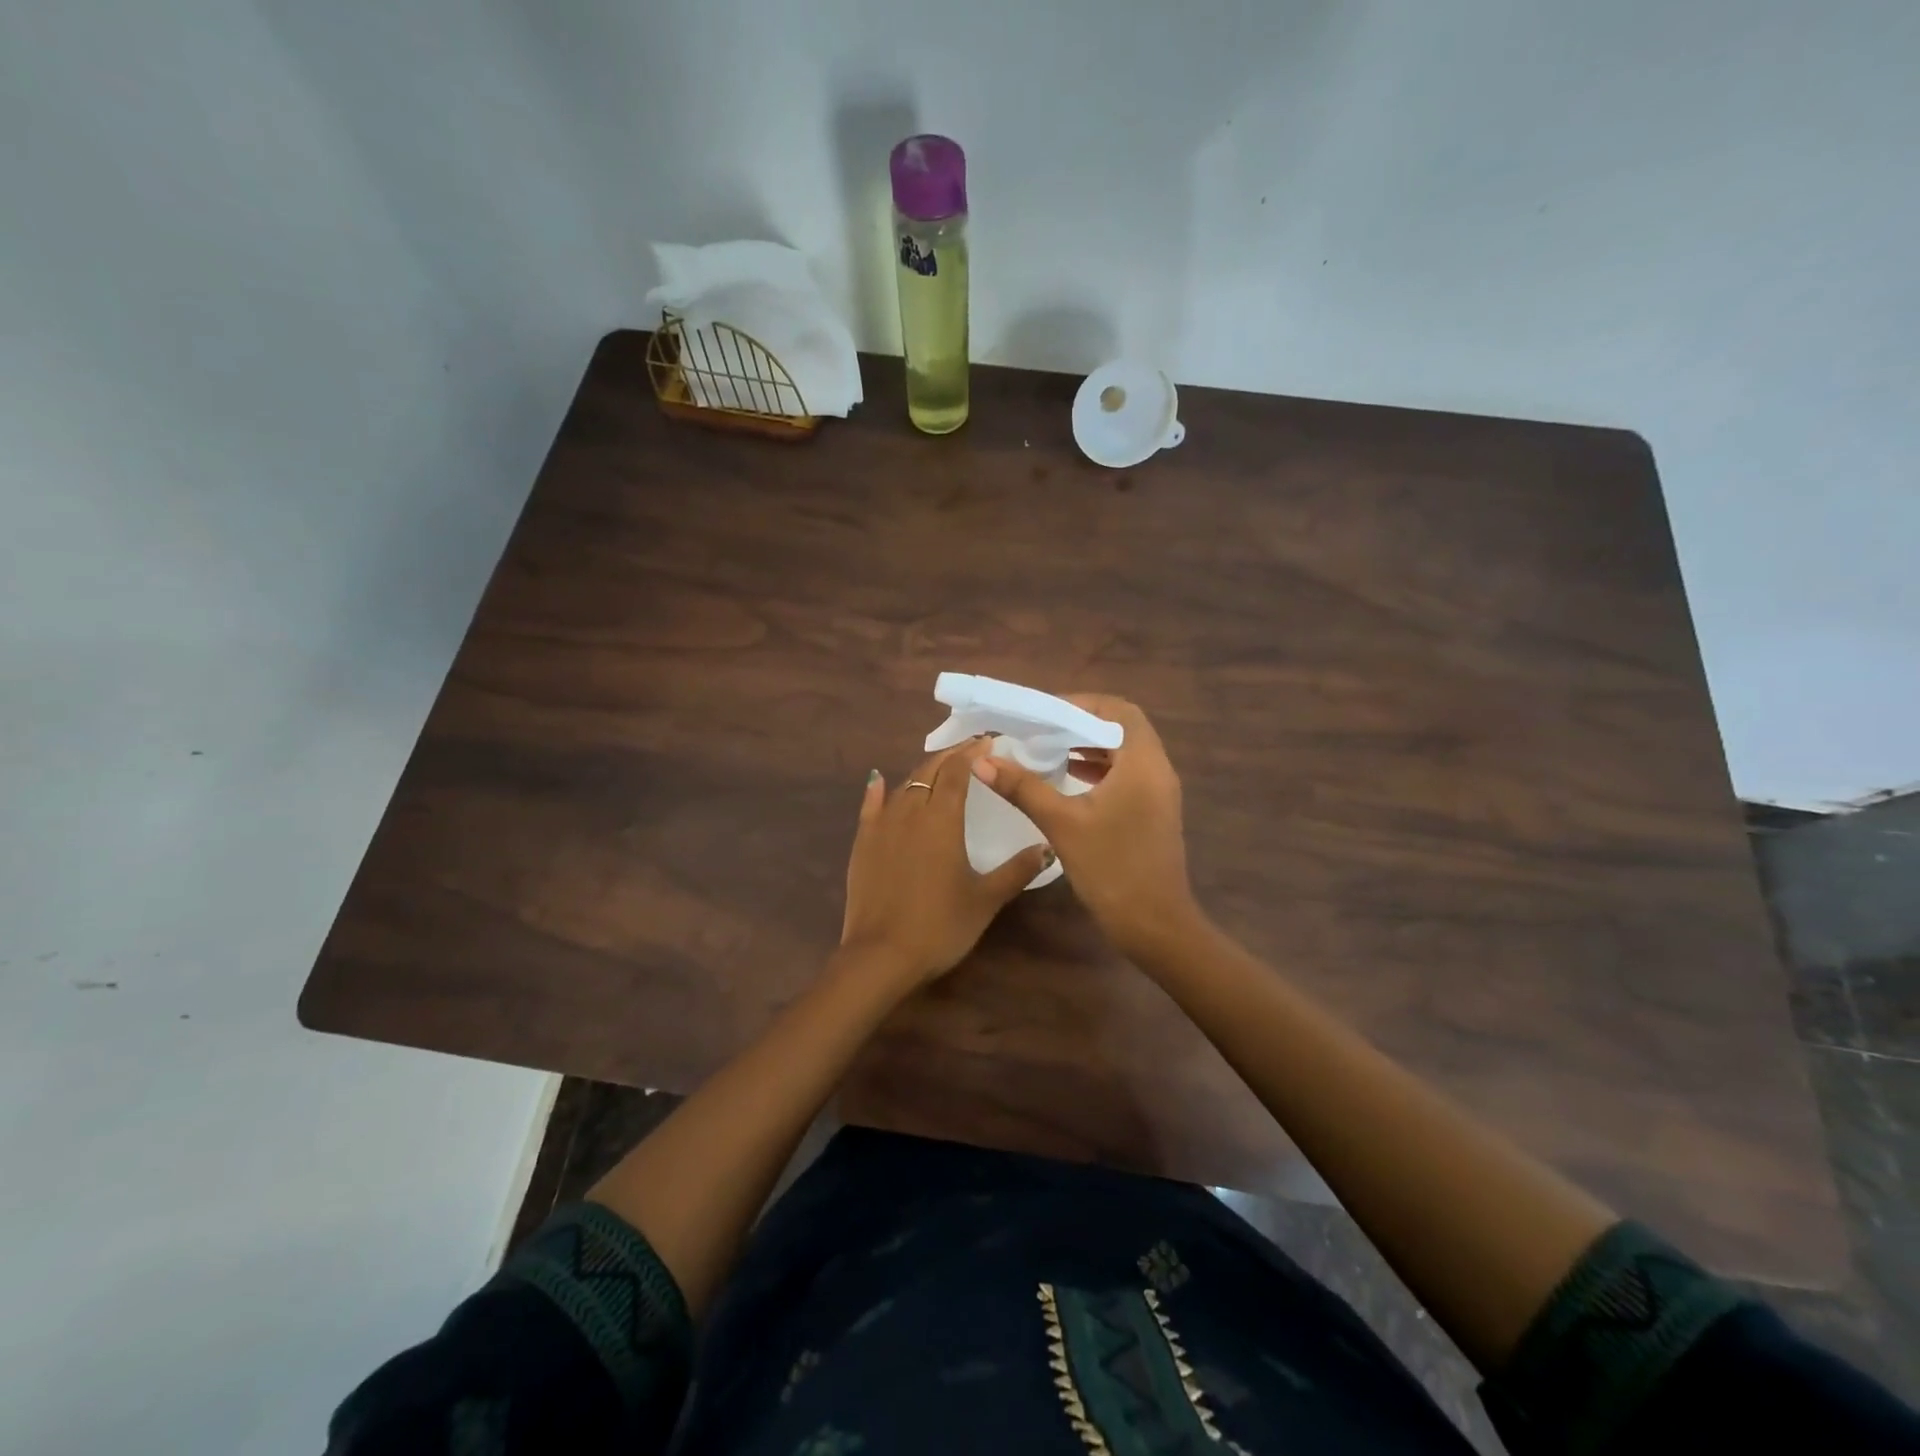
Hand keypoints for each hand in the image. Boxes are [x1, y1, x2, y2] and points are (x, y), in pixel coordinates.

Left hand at [840, 739, 1052, 988]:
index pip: (958, 770)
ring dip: (923, 772)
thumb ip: (1016, 870)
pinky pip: (870, 805)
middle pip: (930, 770)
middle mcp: (910, 811)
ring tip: (940, 768)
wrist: (880, 955)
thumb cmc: (940, 926)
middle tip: (971, 749)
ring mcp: (882, 825)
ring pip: (904, 785)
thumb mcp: (985, 899)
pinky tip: (879, 779)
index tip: (989, 741)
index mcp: (942, 818)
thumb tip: (1047, 847)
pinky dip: (878, 789)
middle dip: (951, 755)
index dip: (973, 752)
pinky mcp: (863, 843)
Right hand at [970, 694, 1200, 963]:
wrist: (1155, 926)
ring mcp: (1158, 793)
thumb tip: (983, 760)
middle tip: (1041, 728)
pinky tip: (1068, 779)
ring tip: (1048, 749)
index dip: (1081, 704)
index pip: (1117, 710)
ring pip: (1124, 752)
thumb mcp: (1062, 823)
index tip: (1044, 712)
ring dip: (1089, 746)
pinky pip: (1126, 775)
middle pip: (1122, 728)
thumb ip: (1023, 787)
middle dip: (1081, 723)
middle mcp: (1157, 770)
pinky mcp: (1153, 812)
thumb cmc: (1111, 868)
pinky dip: (1099, 769)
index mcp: (1143, 762)